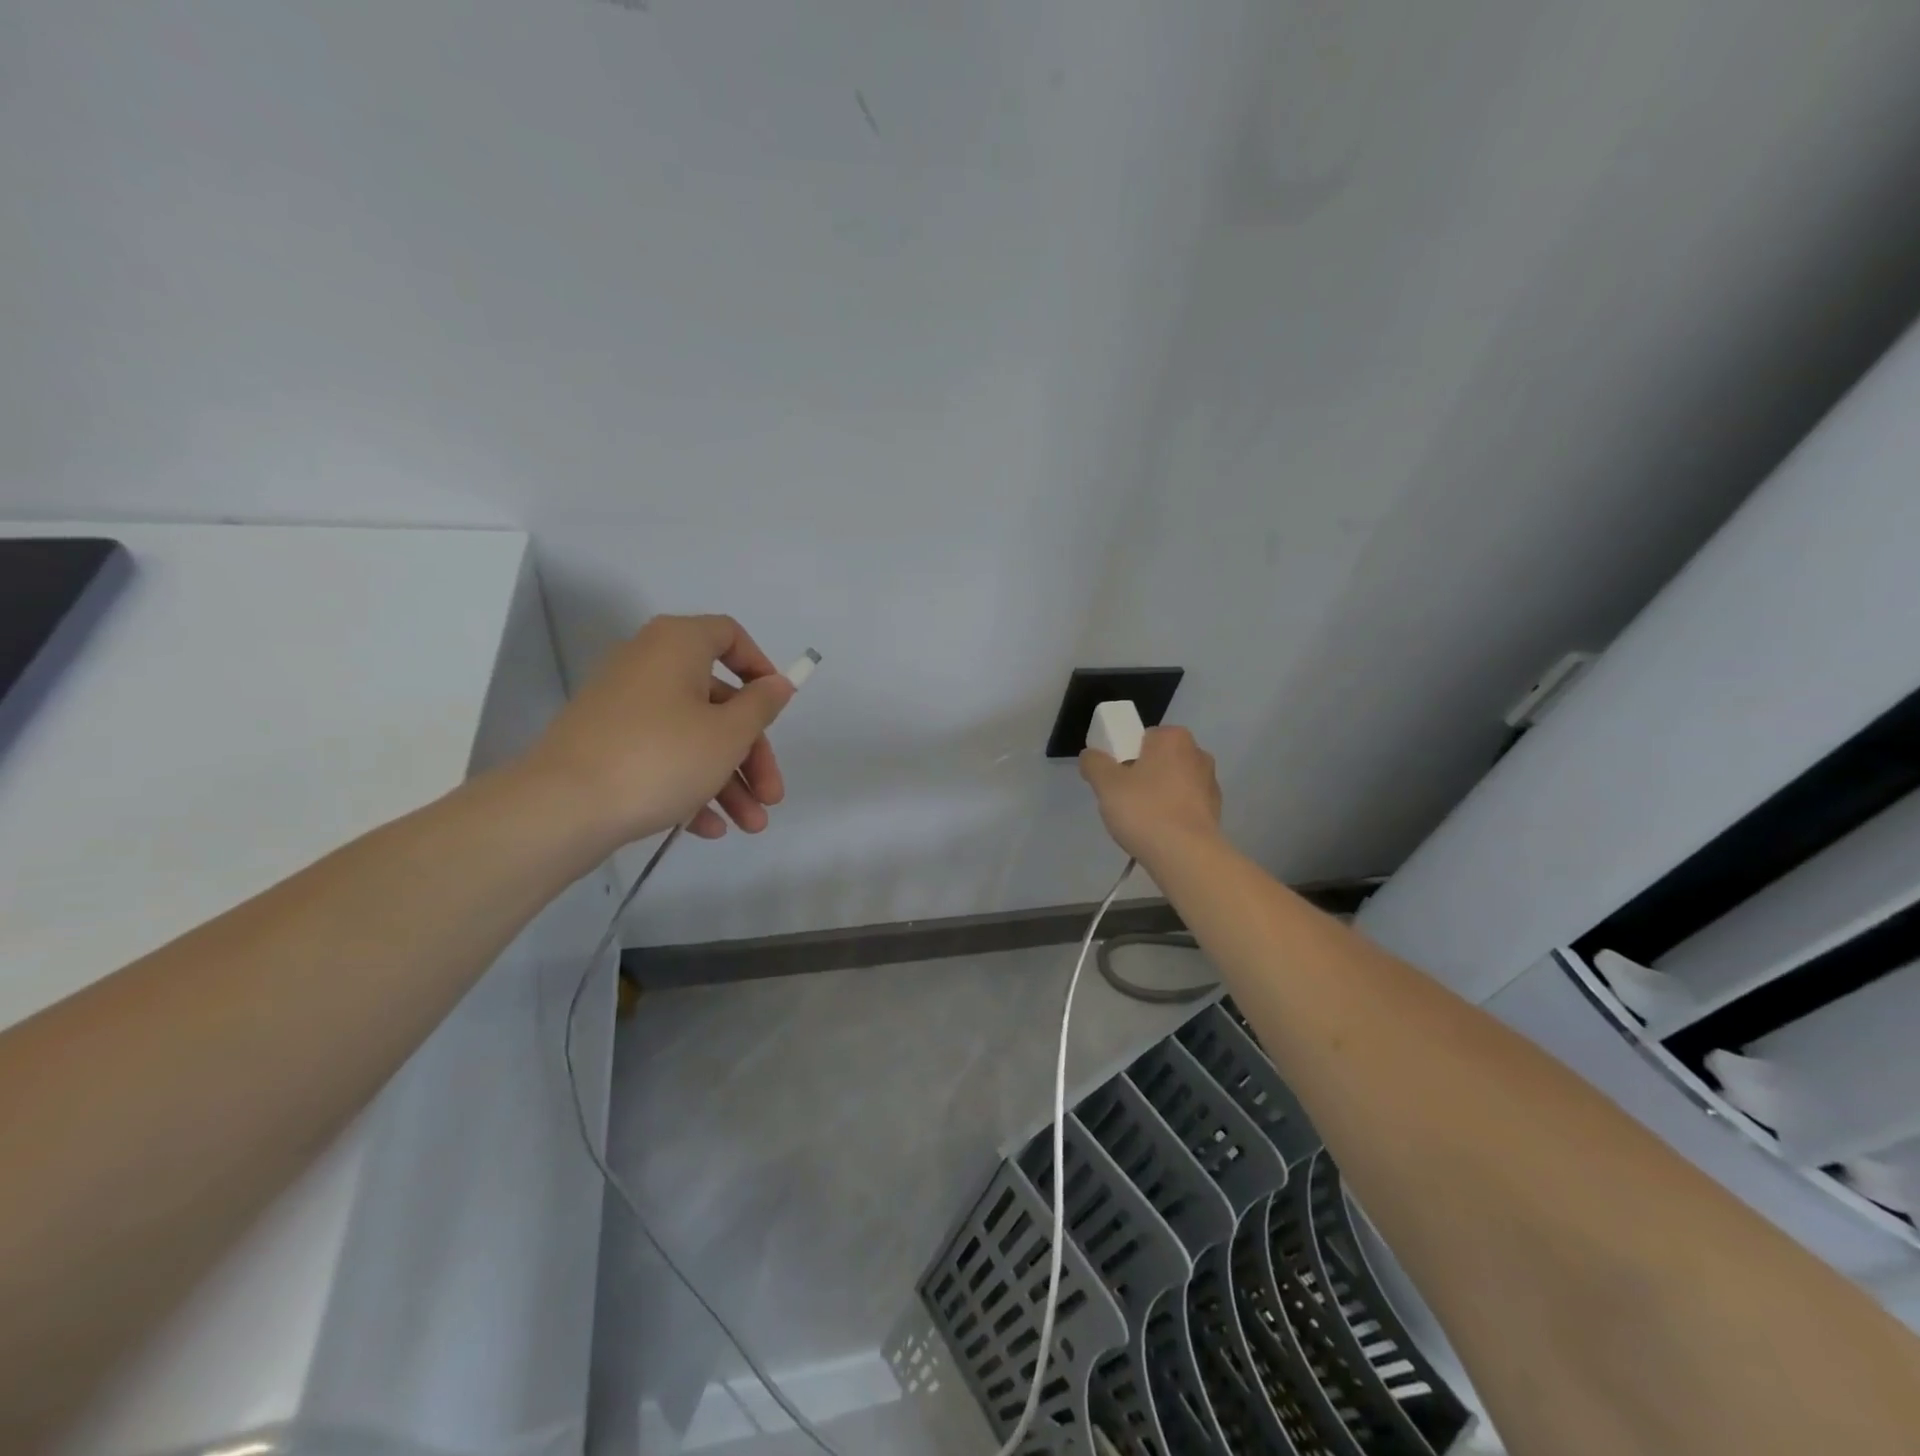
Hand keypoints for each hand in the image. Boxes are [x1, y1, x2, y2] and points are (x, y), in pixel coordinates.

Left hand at [523, 614, 795, 847]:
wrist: (560, 808)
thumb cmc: (660, 757)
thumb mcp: (728, 733)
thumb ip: (761, 705)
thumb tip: (778, 684)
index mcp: (676, 646)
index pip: (728, 635)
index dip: (760, 668)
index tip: (777, 707)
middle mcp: (647, 666)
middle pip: (718, 700)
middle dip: (751, 752)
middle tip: (771, 795)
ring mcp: (624, 707)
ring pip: (692, 735)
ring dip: (728, 779)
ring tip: (750, 825)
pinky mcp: (607, 745)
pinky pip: (661, 756)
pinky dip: (689, 785)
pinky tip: (710, 827)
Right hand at [1079, 726, 1222, 863]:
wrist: (1187, 856)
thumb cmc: (1145, 810)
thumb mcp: (1106, 784)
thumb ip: (1094, 763)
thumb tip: (1091, 755)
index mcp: (1174, 738)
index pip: (1140, 738)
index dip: (1122, 757)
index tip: (1113, 781)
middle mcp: (1197, 754)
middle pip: (1157, 761)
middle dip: (1140, 777)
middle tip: (1122, 801)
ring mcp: (1210, 783)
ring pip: (1171, 784)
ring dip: (1156, 796)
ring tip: (1139, 822)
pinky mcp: (1215, 811)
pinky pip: (1183, 806)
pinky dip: (1170, 814)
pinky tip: (1158, 833)